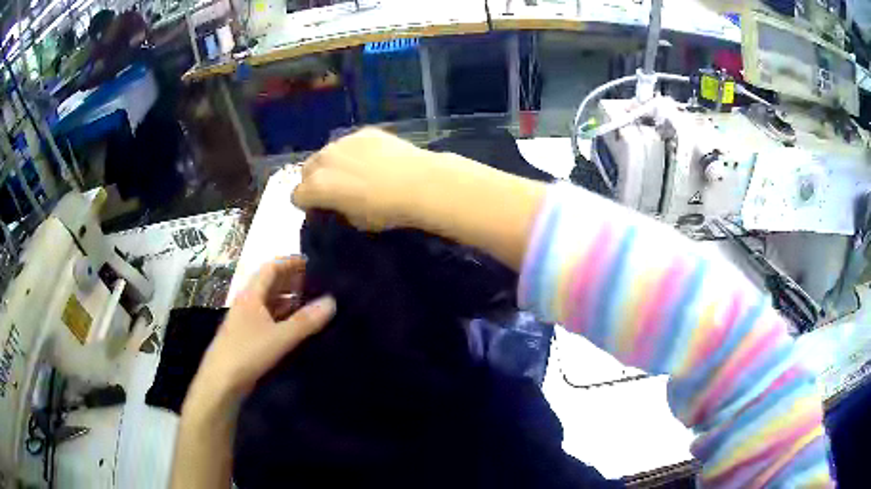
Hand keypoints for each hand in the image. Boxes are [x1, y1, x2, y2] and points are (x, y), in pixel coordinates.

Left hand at [185, 257, 335, 410]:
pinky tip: (294, 327)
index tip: (310, 262)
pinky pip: (267, 320)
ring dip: (287, 300)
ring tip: (309, 303)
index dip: (289, 262)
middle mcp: (247, 304)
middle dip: (290, 280)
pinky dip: (282, 318)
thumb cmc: (247, 352)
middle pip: (269, 284)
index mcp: (251, 295)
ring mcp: (245, 322)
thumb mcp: (280, 337)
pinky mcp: (246, 339)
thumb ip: (306, 321)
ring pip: (268, 303)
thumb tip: (332, 301)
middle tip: (315, 282)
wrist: (220, 382)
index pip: (270, 268)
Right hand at [292, 128, 448, 230]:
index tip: (320, 208)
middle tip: (334, 190)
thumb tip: (339, 204)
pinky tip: (374, 160)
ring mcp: (344, 141)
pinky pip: (350, 143)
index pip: (297, 196)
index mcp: (317, 186)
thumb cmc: (387, 211)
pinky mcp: (364, 132)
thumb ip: (338, 210)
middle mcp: (324, 159)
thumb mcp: (356, 222)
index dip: (307, 204)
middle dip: (315, 180)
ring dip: (333, 164)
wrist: (419, 184)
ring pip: (327, 153)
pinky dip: (354, 152)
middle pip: (307, 170)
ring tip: (355, 173)